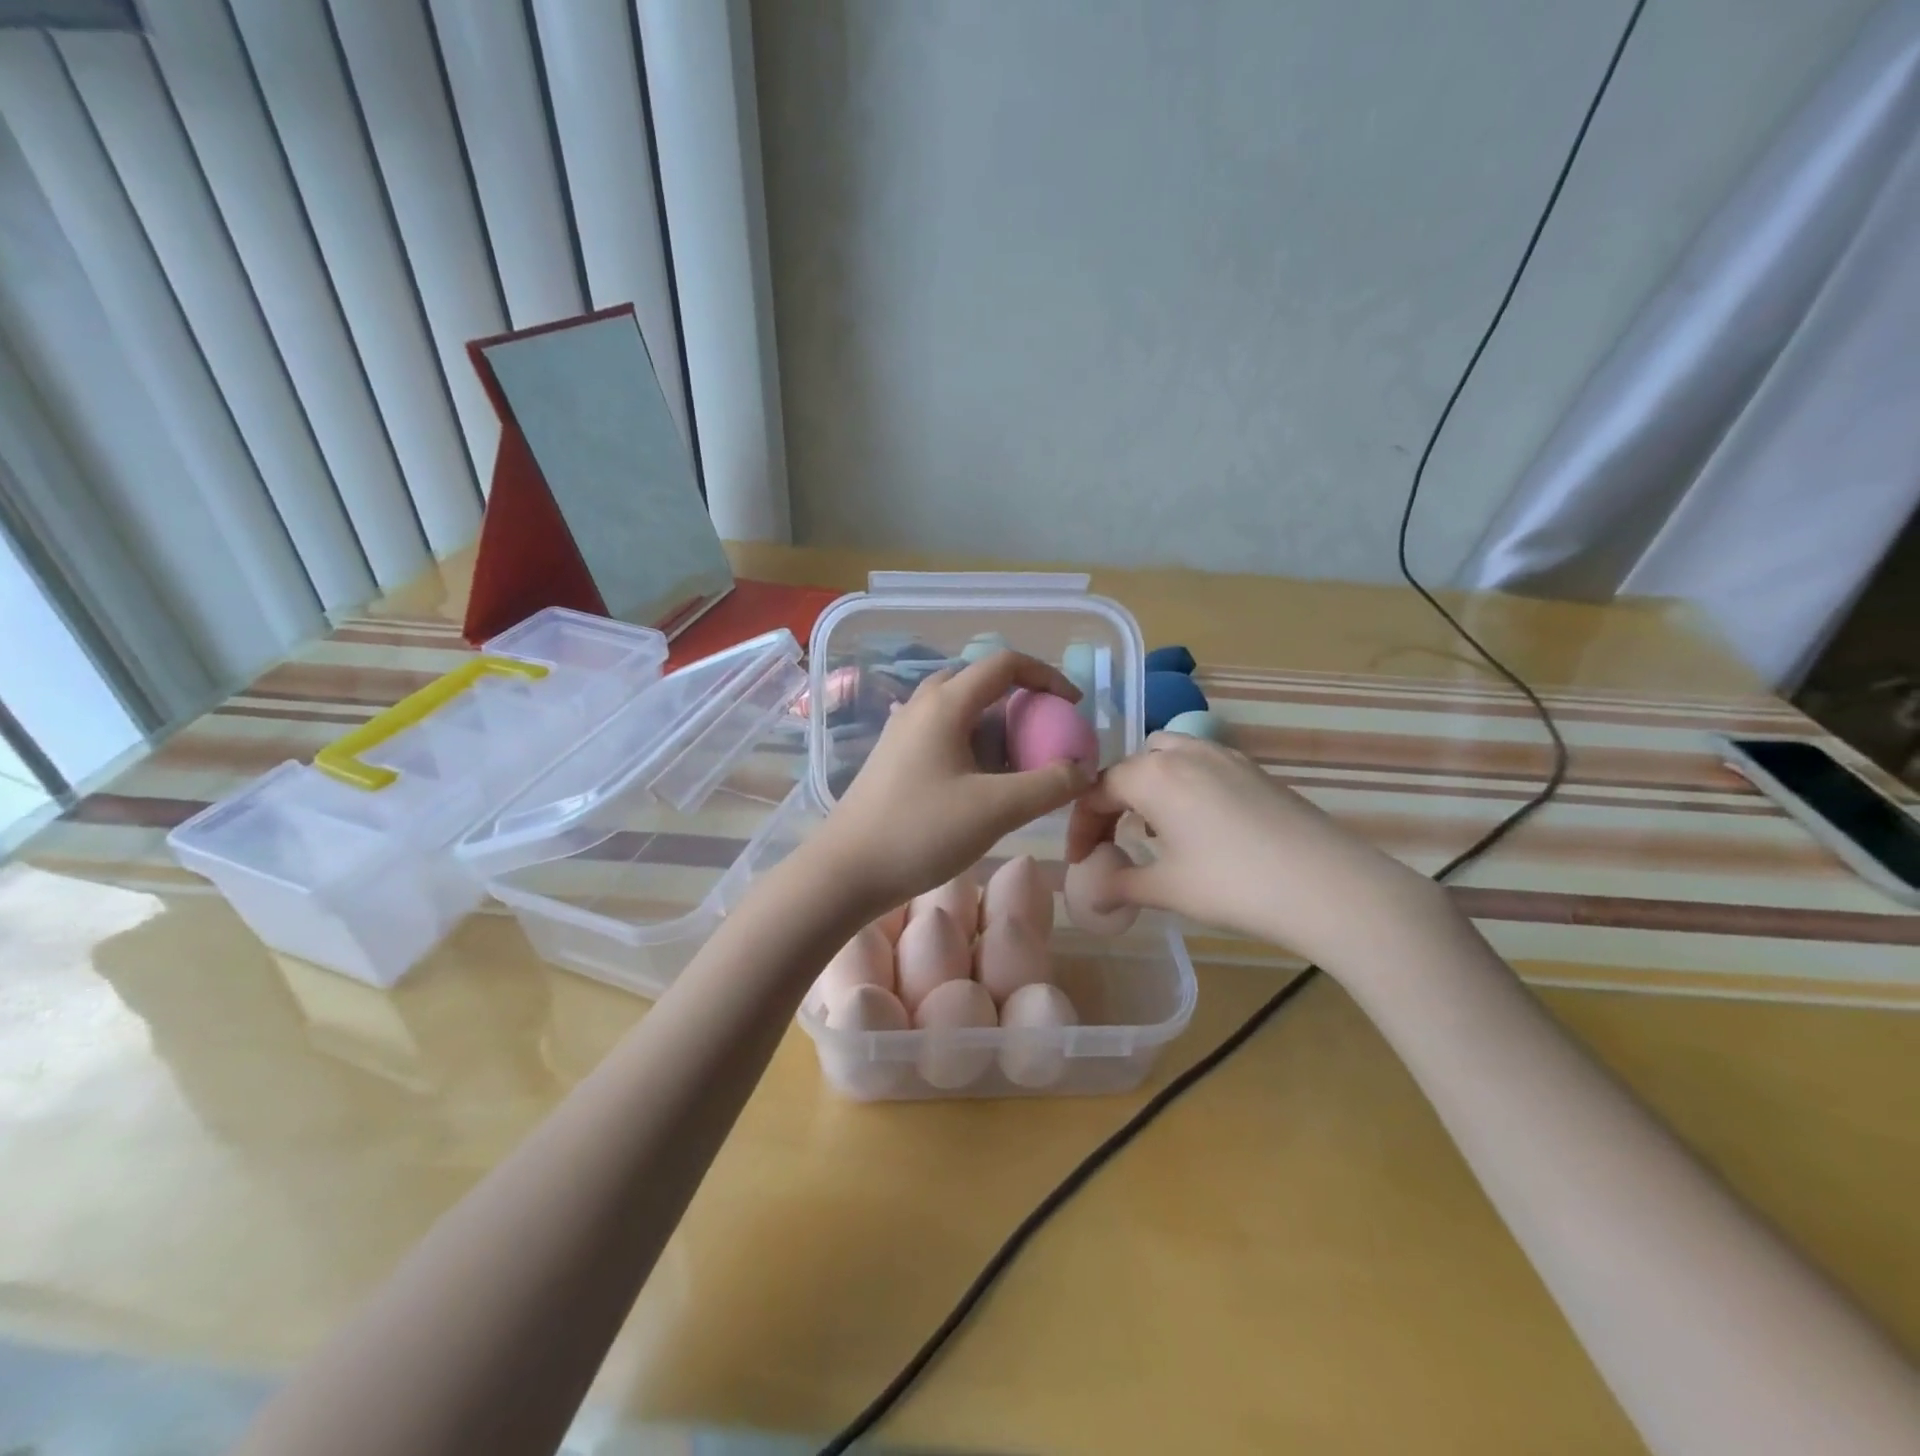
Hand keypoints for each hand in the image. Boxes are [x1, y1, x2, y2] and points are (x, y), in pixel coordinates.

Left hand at [812, 651, 1093, 917]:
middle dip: (1021, 705)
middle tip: (1044, 740)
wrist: (844, 871)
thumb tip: (1083, 769)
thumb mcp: (996, 810)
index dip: (1047, 676)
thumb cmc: (919, 832)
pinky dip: (973, 748)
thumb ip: (1049, 785)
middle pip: (981, 685)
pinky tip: (980, 787)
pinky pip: (943, 736)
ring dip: (996, 730)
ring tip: (1017, 769)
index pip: (1004, 664)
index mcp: (945, 704)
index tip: (1072, 707)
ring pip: (961, 713)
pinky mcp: (894, 759)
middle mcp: (921, 707)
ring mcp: (902, 732)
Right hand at [1066, 733, 1439, 967]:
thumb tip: (1089, 897)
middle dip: (1112, 803)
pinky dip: (1183, 787)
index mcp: (1153, 775)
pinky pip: (1201, 765)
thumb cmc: (1233, 884)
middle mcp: (1185, 752)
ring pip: (1168, 757)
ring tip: (1151, 831)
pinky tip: (1197, 827)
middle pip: (1130, 768)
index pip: (1097, 791)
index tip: (1079, 860)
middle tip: (1110, 842)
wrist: (1327, 885)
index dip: (1080, 826)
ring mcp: (1225, 756)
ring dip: (1148, 788)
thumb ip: (1118, 885)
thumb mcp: (1166, 889)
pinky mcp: (1255, 770)